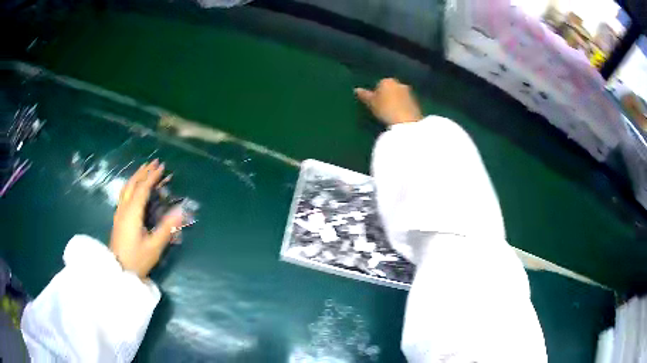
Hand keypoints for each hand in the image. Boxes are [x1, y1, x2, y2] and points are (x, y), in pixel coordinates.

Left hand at [110, 160, 182, 278]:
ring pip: (126, 188)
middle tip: (154, 163)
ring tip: (145, 170)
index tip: (162, 167)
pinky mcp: (118, 218)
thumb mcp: (154, 246)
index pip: (142, 188)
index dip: (152, 177)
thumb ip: (167, 228)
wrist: (118, 271)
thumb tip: (181, 210)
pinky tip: (135, 188)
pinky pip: (124, 194)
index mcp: (132, 213)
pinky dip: (131, 185)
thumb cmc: (137, 260)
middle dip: (143, 172)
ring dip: (136, 177)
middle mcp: (124, 208)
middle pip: (132, 184)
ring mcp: (119, 213)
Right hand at [355, 78, 422, 125]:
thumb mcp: (371, 103)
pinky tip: (398, 116)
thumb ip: (364, 95)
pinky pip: (405, 104)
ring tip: (390, 114)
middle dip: (387, 96)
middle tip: (381, 108)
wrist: (406, 121)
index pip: (379, 84)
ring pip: (399, 96)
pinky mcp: (416, 103)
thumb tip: (356, 89)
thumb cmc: (385, 109)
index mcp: (387, 81)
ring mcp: (409, 93)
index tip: (373, 103)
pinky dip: (402, 108)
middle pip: (391, 89)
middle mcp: (399, 83)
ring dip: (395, 102)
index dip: (375, 93)